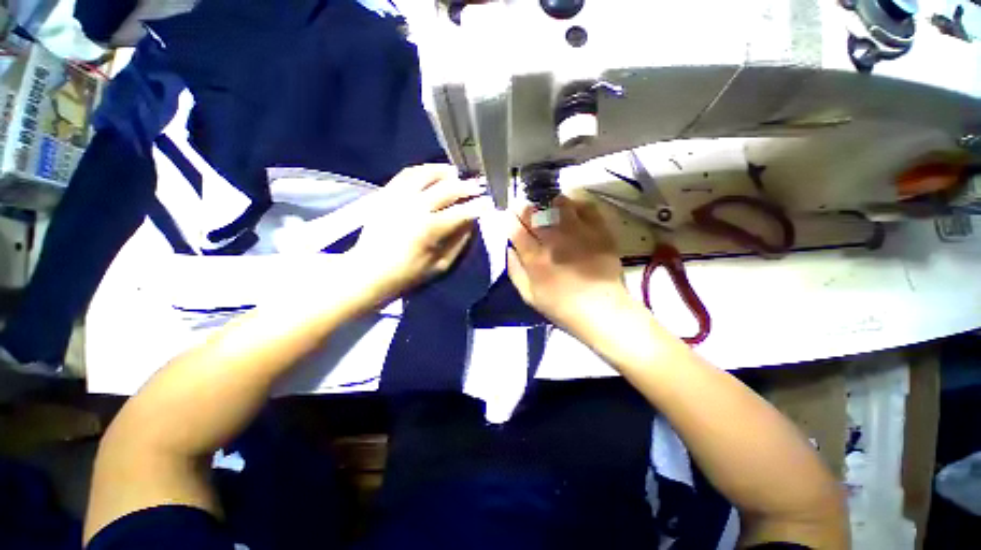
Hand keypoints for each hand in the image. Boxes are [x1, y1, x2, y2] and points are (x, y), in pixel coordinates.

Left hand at [350, 164, 486, 303]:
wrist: (368, 271)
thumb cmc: (408, 274)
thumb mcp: (441, 265)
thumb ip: (459, 242)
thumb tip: (471, 223)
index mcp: (430, 229)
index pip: (462, 212)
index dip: (478, 207)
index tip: (488, 203)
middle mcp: (415, 207)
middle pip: (447, 189)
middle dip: (467, 187)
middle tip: (478, 186)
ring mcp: (398, 197)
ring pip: (426, 174)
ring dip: (445, 172)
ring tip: (456, 174)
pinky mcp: (386, 194)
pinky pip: (407, 174)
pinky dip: (423, 170)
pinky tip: (432, 172)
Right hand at [507, 195, 631, 337]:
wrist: (601, 310)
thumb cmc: (561, 307)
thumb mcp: (529, 295)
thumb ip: (515, 270)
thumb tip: (510, 247)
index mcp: (535, 258)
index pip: (516, 228)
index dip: (510, 218)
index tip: (509, 215)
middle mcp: (554, 240)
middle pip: (534, 212)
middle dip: (525, 208)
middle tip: (526, 211)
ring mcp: (578, 233)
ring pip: (558, 203)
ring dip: (549, 203)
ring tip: (549, 209)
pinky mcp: (599, 231)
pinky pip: (586, 206)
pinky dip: (576, 204)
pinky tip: (572, 212)